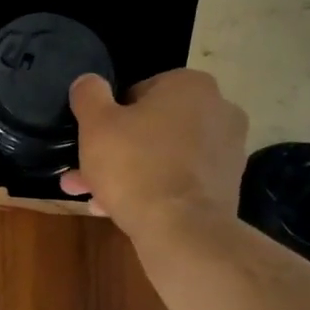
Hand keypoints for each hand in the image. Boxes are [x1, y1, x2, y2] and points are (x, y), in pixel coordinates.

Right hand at [61, 70, 248, 244]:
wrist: (182, 228)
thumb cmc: (135, 166)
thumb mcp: (96, 125)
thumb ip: (88, 96)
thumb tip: (87, 81)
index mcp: (190, 85)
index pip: (137, 92)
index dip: (108, 119)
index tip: (90, 143)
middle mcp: (218, 109)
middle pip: (150, 128)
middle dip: (113, 152)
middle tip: (82, 176)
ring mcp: (227, 149)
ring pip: (162, 157)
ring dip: (127, 173)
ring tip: (93, 198)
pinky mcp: (225, 184)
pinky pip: (178, 180)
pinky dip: (152, 189)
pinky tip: (121, 210)